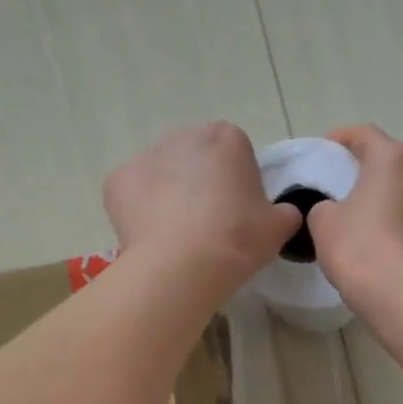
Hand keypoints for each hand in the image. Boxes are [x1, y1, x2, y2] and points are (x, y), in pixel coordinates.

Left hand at [105, 123, 300, 297]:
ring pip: (162, 173)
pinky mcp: (117, 181)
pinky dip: (139, 211)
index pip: (235, 152)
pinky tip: (152, 237)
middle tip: (208, 224)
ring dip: (169, 194)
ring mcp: (146, 156)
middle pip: (195, 157)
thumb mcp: (279, 228)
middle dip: (200, 182)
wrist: (181, 266)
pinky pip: (132, 193)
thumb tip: (282, 213)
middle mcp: (184, 136)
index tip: (238, 213)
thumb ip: (285, 213)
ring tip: (177, 235)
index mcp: (227, 138)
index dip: (237, 182)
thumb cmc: (237, 240)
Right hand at [308, 126, 402, 302]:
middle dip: (372, 174)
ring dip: (395, 203)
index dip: (342, 139)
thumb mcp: (324, 223)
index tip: (326, 151)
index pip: (365, 135)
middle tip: (348, 192)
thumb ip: (325, 207)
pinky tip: (394, 252)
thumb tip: (336, 211)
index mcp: (394, 159)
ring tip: (373, 226)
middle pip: (394, 165)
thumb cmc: (360, 248)